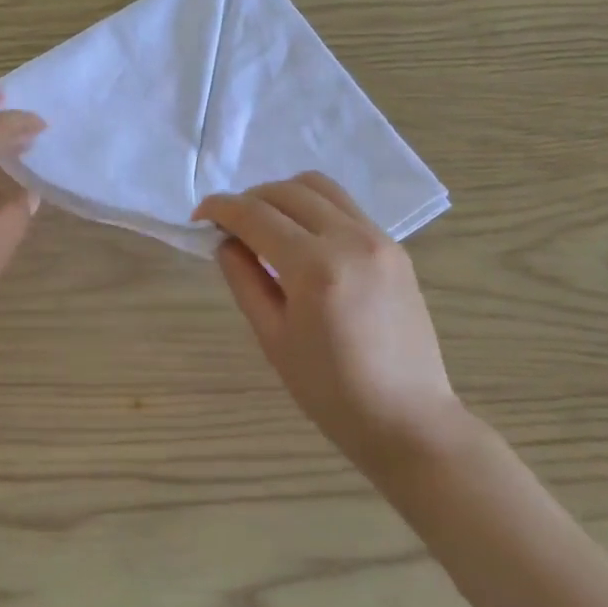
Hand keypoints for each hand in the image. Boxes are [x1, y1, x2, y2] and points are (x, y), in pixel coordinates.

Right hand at [195, 173, 465, 479]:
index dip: (221, 208)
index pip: (256, 215)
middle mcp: (350, 239)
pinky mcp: (394, 247)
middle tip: (229, 225)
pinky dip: (314, 208)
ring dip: (282, 195)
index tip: (199, 216)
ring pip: (319, 187)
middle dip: (249, 199)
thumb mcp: (273, 338)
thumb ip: (244, 280)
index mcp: (315, 268)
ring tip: (265, 224)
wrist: (408, 419)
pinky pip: (345, 207)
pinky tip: (302, 238)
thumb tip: (225, 241)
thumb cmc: (331, 391)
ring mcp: (378, 239)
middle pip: (287, 191)